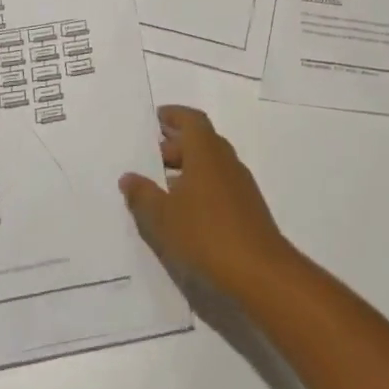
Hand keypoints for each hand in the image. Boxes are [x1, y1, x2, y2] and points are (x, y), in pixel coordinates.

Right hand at [119, 106, 296, 297]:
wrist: (260, 272)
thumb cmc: (206, 235)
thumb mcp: (163, 217)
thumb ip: (143, 195)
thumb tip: (128, 177)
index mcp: (206, 152)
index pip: (192, 120)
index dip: (174, 115)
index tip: (157, 117)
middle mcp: (225, 161)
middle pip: (201, 141)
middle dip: (176, 144)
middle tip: (151, 155)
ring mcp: (240, 184)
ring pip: (210, 164)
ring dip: (188, 167)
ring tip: (162, 185)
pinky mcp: (247, 207)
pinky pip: (219, 184)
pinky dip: (200, 186)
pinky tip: (185, 210)